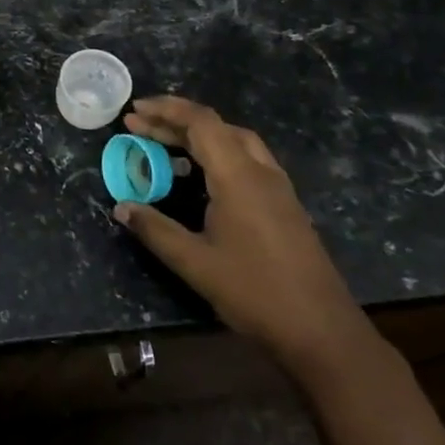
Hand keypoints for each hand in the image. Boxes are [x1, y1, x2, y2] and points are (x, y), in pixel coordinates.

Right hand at [114, 96, 371, 375]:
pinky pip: (246, 161)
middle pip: (217, 127)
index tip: (134, 111)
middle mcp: (261, 173)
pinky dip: (216, 155)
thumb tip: (121, 207)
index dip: (166, 110)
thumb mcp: (195, 263)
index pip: (201, 123)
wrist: (323, 333)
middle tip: (138, 127)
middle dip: (175, 121)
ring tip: (163, 146)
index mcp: (239, 177)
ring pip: (235, 142)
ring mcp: (278, 189)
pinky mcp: (284, 206)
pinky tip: (199, 178)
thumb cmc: (256, 292)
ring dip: (198, 136)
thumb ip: (155, 230)